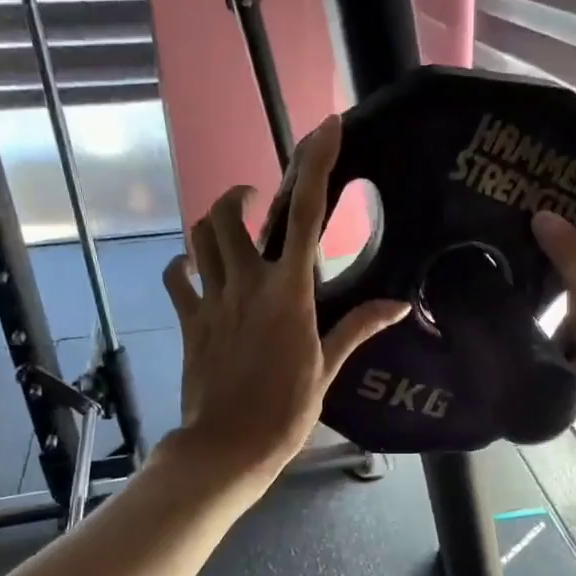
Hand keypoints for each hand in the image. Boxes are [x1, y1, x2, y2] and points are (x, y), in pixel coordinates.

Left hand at [163, 117, 406, 491]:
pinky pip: (177, 278)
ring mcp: (211, 301)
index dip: (315, 166)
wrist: (229, 447)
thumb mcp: (328, 369)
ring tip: (230, 230)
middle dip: (241, 194)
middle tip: (256, 200)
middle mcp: (246, 285)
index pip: (304, 215)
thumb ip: (358, 328)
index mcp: (288, 293)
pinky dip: (184, 265)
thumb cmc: (286, 412)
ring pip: (198, 238)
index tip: (326, 128)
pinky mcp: (189, 321)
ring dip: (213, 224)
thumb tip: (398, 305)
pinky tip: (197, 270)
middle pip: (229, 215)